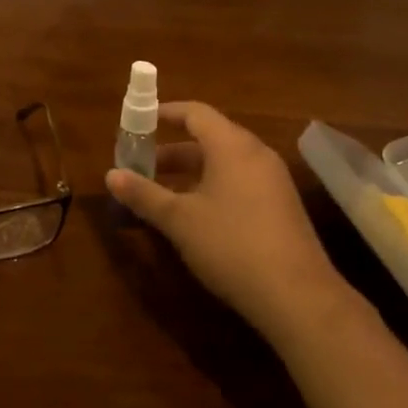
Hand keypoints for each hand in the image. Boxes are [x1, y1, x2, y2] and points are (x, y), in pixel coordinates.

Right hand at [106, 102, 351, 347]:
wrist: (296, 294)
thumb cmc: (231, 245)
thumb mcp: (179, 220)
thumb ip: (144, 194)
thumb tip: (111, 175)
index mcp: (232, 146)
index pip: (195, 113)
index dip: (165, 113)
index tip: (139, 122)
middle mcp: (256, 154)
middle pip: (210, 137)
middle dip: (173, 150)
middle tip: (142, 165)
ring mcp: (273, 180)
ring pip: (225, 163)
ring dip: (192, 172)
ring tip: (162, 192)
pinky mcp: (281, 206)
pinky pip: (240, 182)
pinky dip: (213, 186)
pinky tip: (196, 216)